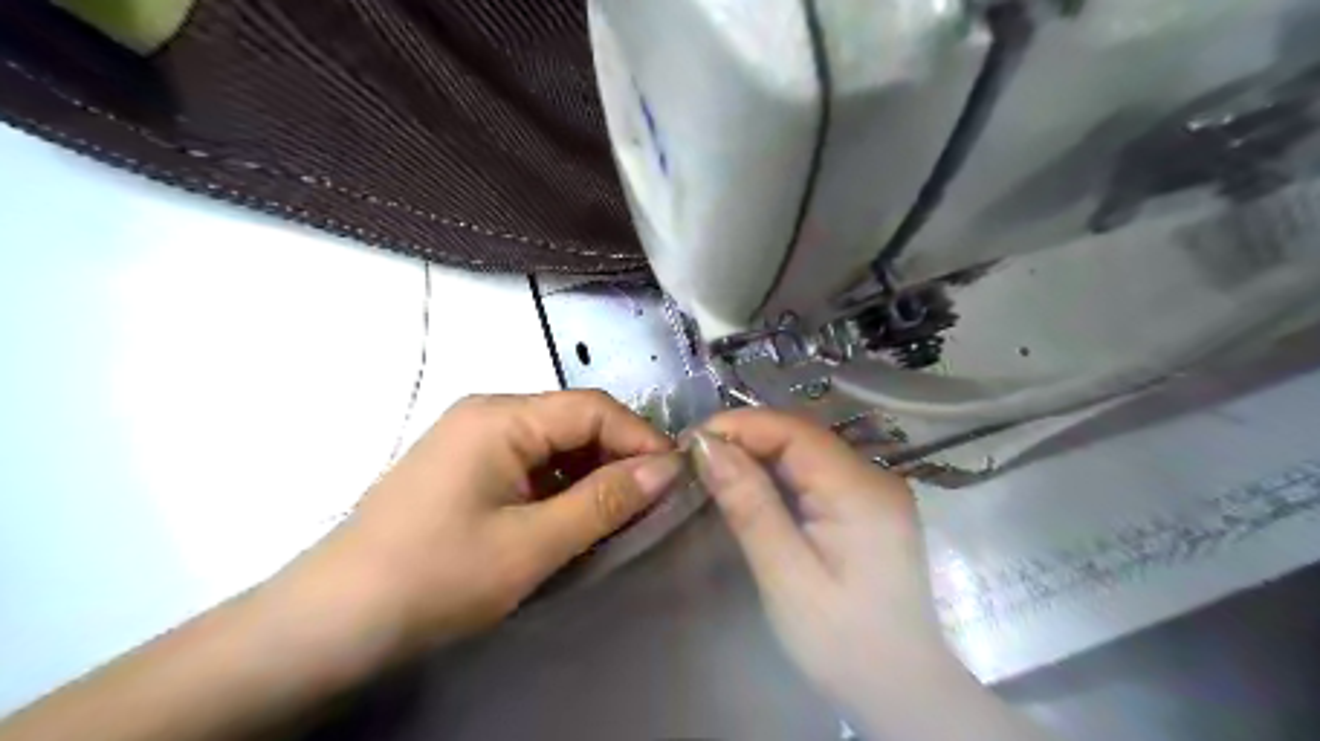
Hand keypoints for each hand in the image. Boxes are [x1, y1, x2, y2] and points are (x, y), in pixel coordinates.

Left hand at [281, 390, 684, 668]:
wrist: (330, 623)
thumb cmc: (435, 577)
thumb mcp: (532, 544)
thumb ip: (604, 502)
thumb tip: (668, 469)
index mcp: (501, 416)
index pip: (593, 408)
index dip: (641, 438)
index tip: (676, 478)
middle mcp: (488, 413)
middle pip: (574, 421)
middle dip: (618, 457)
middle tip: (653, 502)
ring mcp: (473, 439)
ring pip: (555, 444)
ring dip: (591, 474)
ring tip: (620, 514)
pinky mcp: (466, 468)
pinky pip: (531, 464)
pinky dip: (561, 487)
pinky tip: (574, 517)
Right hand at [692, 408, 960, 713]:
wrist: (901, 691)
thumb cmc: (843, 642)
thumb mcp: (787, 577)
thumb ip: (750, 506)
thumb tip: (706, 447)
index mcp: (860, 490)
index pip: (794, 431)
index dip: (739, 426)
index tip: (689, 442)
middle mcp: (873, 477)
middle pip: (801, 436)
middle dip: (744, 438)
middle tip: (693, 458)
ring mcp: (873, 490)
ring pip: (805, 452)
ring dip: (757, 453)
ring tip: (711, 468)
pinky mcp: (865, 507)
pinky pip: (814, 473)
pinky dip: (776, 473)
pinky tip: (749, 486)